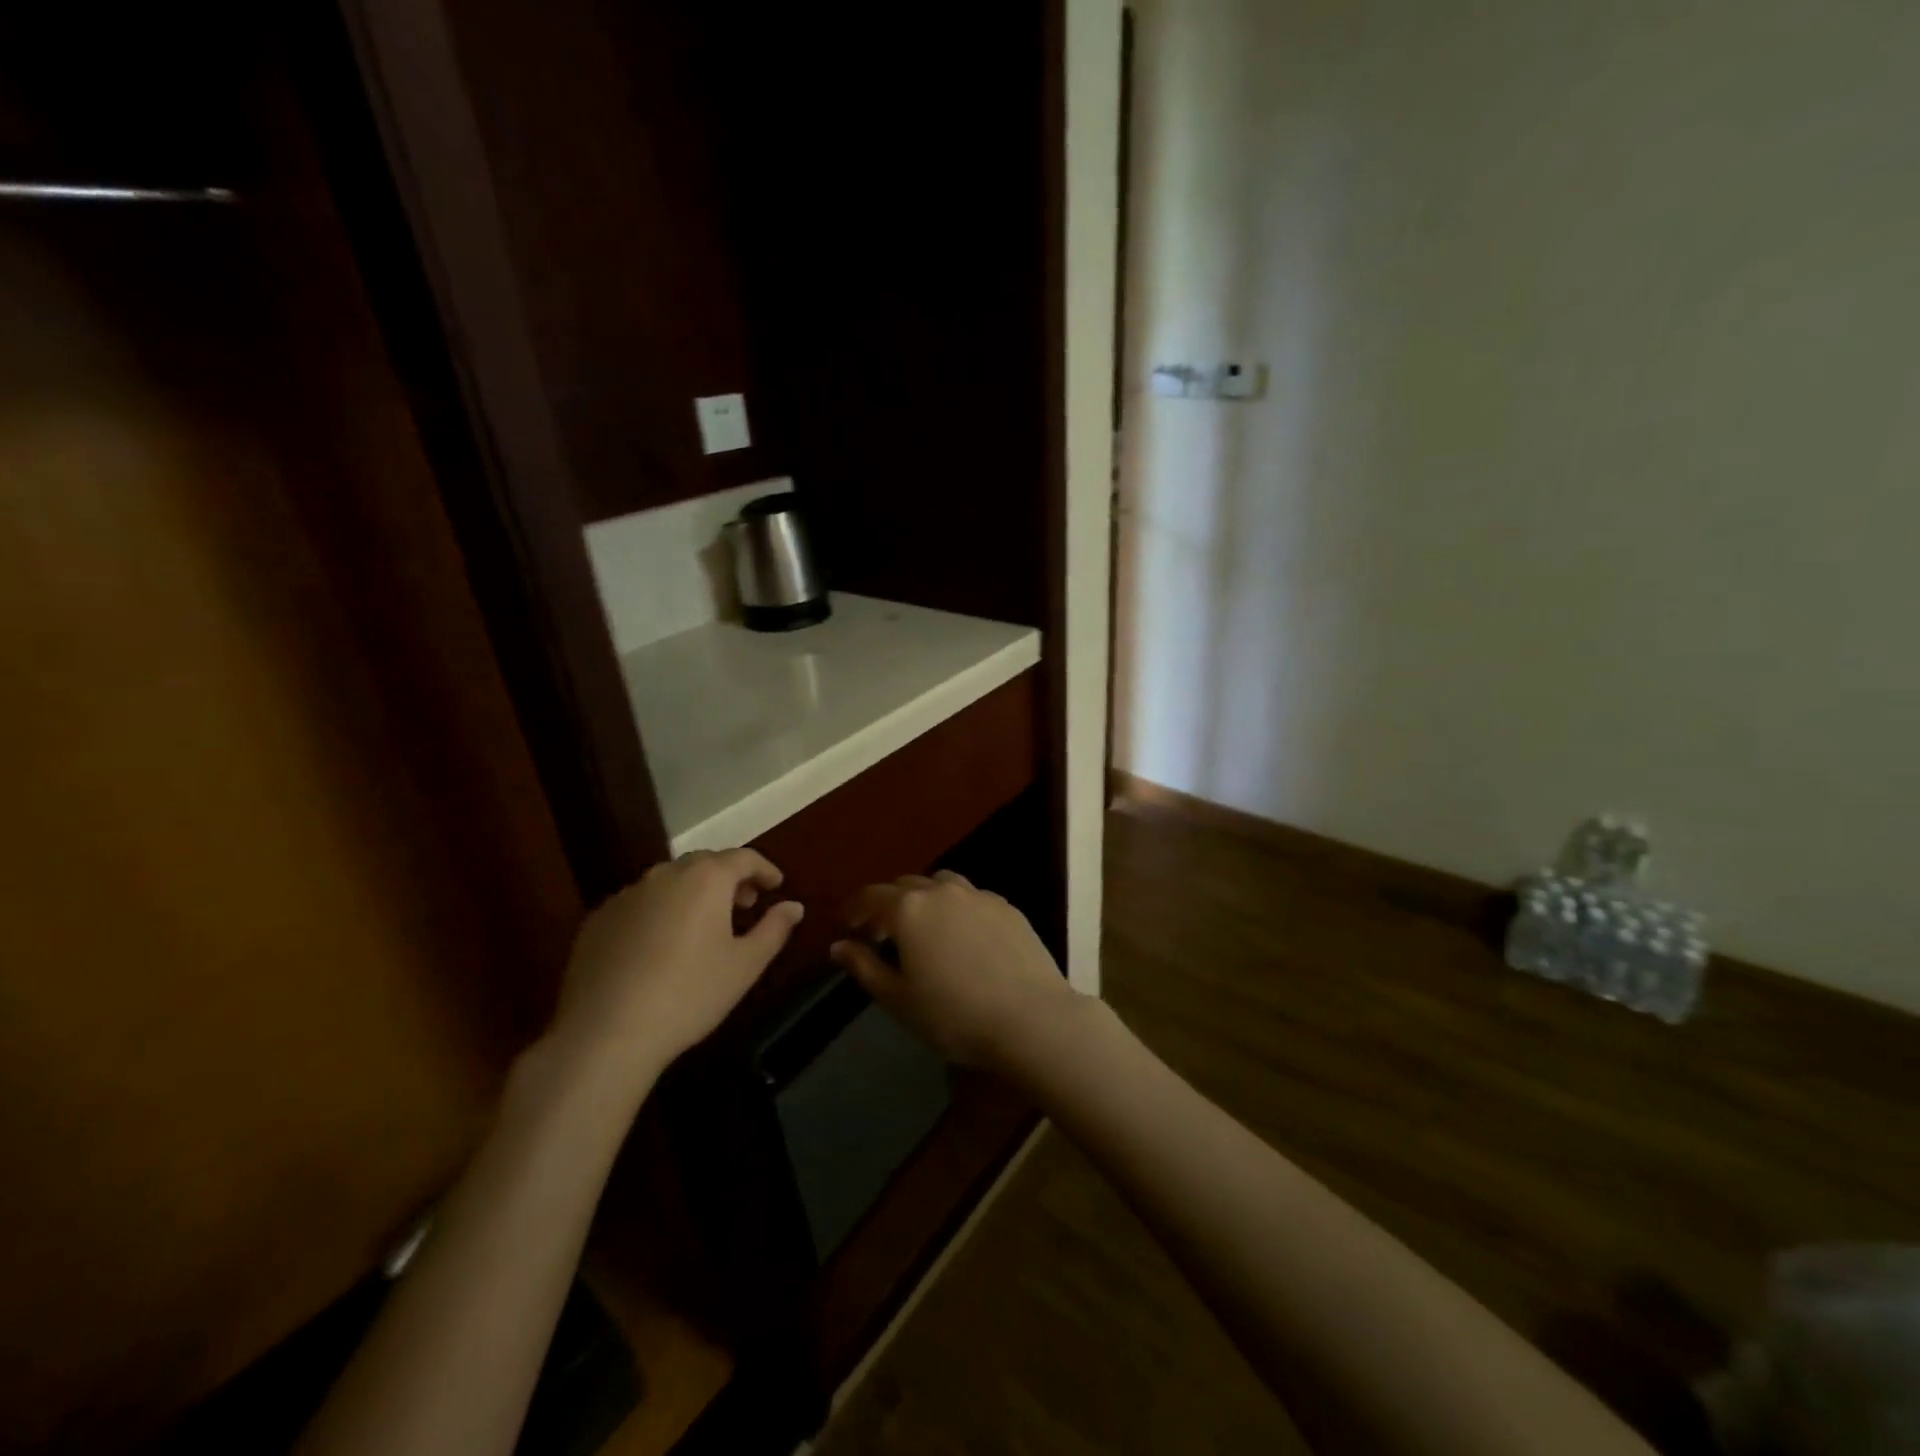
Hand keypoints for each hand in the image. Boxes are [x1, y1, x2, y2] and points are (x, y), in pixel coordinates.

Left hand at [551, 849, 802, 1078]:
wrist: (606, 1033)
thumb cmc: (689, 995)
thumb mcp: (745, 965)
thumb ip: (774, 929)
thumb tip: (794, 906)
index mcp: (706, 879)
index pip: (743, 857)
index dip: (764, 868)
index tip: (776, 885)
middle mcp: (665, 875)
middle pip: (705, 863)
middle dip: (729, 878)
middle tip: (744, 904)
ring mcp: (627, 894)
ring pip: (669, 881)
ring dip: (693, 893)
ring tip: (704, 925)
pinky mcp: (598, 919)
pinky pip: (640, 903)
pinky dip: (659, 911)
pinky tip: (660, 946)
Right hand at [830, 871, 1084, 1075]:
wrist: (1030, 1018)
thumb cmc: (953, 1015)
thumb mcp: (897, 999)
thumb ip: (864, 966)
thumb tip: (838, 945)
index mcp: (909, 908)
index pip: (871, 896)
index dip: (855, 908)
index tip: (848, 924)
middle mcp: (942, 890)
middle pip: (905, 886)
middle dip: (888, 904)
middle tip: (881, 933)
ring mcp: (978, 895)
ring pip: (941, 885)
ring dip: (924, 899)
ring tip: (923, 929)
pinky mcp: (1006, 907)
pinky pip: (971, 897)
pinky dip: (955, 908)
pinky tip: (962, 937)